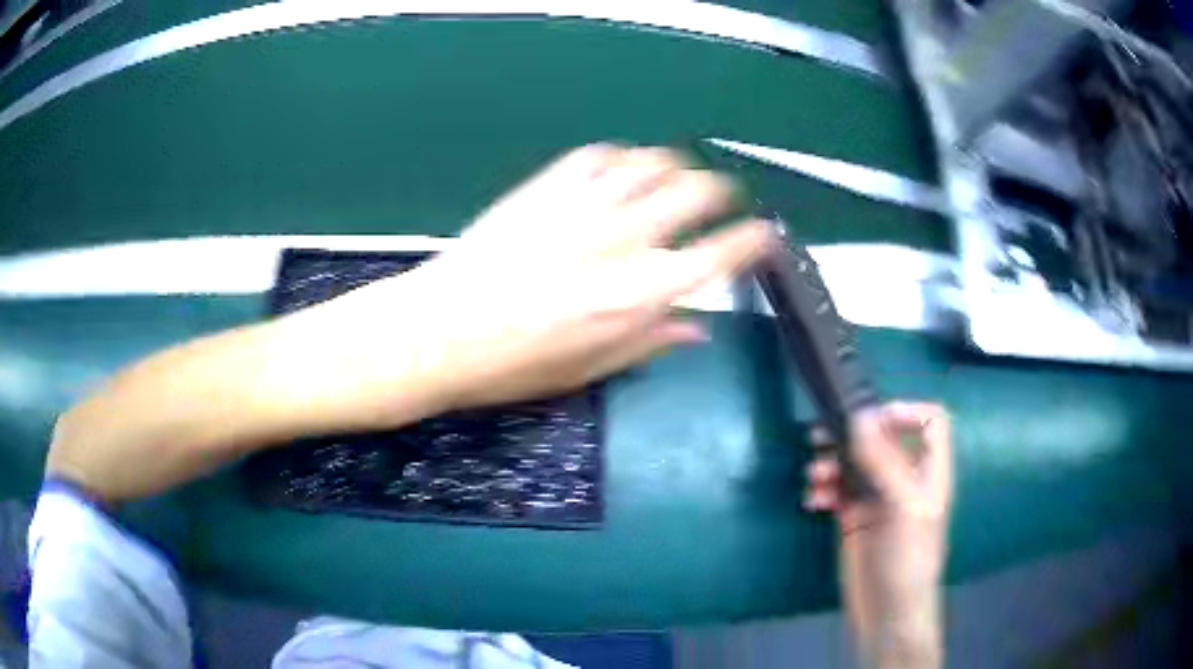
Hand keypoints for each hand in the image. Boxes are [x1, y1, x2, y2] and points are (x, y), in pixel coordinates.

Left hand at [294, 143, 771, 426]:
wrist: (437, 331)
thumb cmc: (513, 364)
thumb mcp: (589, 369)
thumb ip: (650, 341)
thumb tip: (697, 328)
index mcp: (642, 293)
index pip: (722, 254)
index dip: (754, 241)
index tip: (764, 237)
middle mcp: (624, 239)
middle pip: (696, 192)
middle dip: (721, 192)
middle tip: (722, 200)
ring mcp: (584, 205)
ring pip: (653, 163)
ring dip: (676, 167)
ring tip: (676, 178)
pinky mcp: (546, 187)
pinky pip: (599, 155)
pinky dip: (622, 157)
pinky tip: (621, 169)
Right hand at [804, 402, 951, 668]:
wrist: (887, 612)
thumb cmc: (907, 558)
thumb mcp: (902, 507)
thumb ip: (882, 461)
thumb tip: (859, 416)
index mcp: (928, 471)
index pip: (930, 423)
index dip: (907, 412)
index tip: (873, 419)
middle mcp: (905, 479)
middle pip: (884, 438)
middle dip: (854, 435)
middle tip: (822, 436)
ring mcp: (878, 499)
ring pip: (856, 463)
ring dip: (832, 463)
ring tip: (815, 475)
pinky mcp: (854, 518)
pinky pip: (837, 490)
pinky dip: (824, 489)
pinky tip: (814, 501)